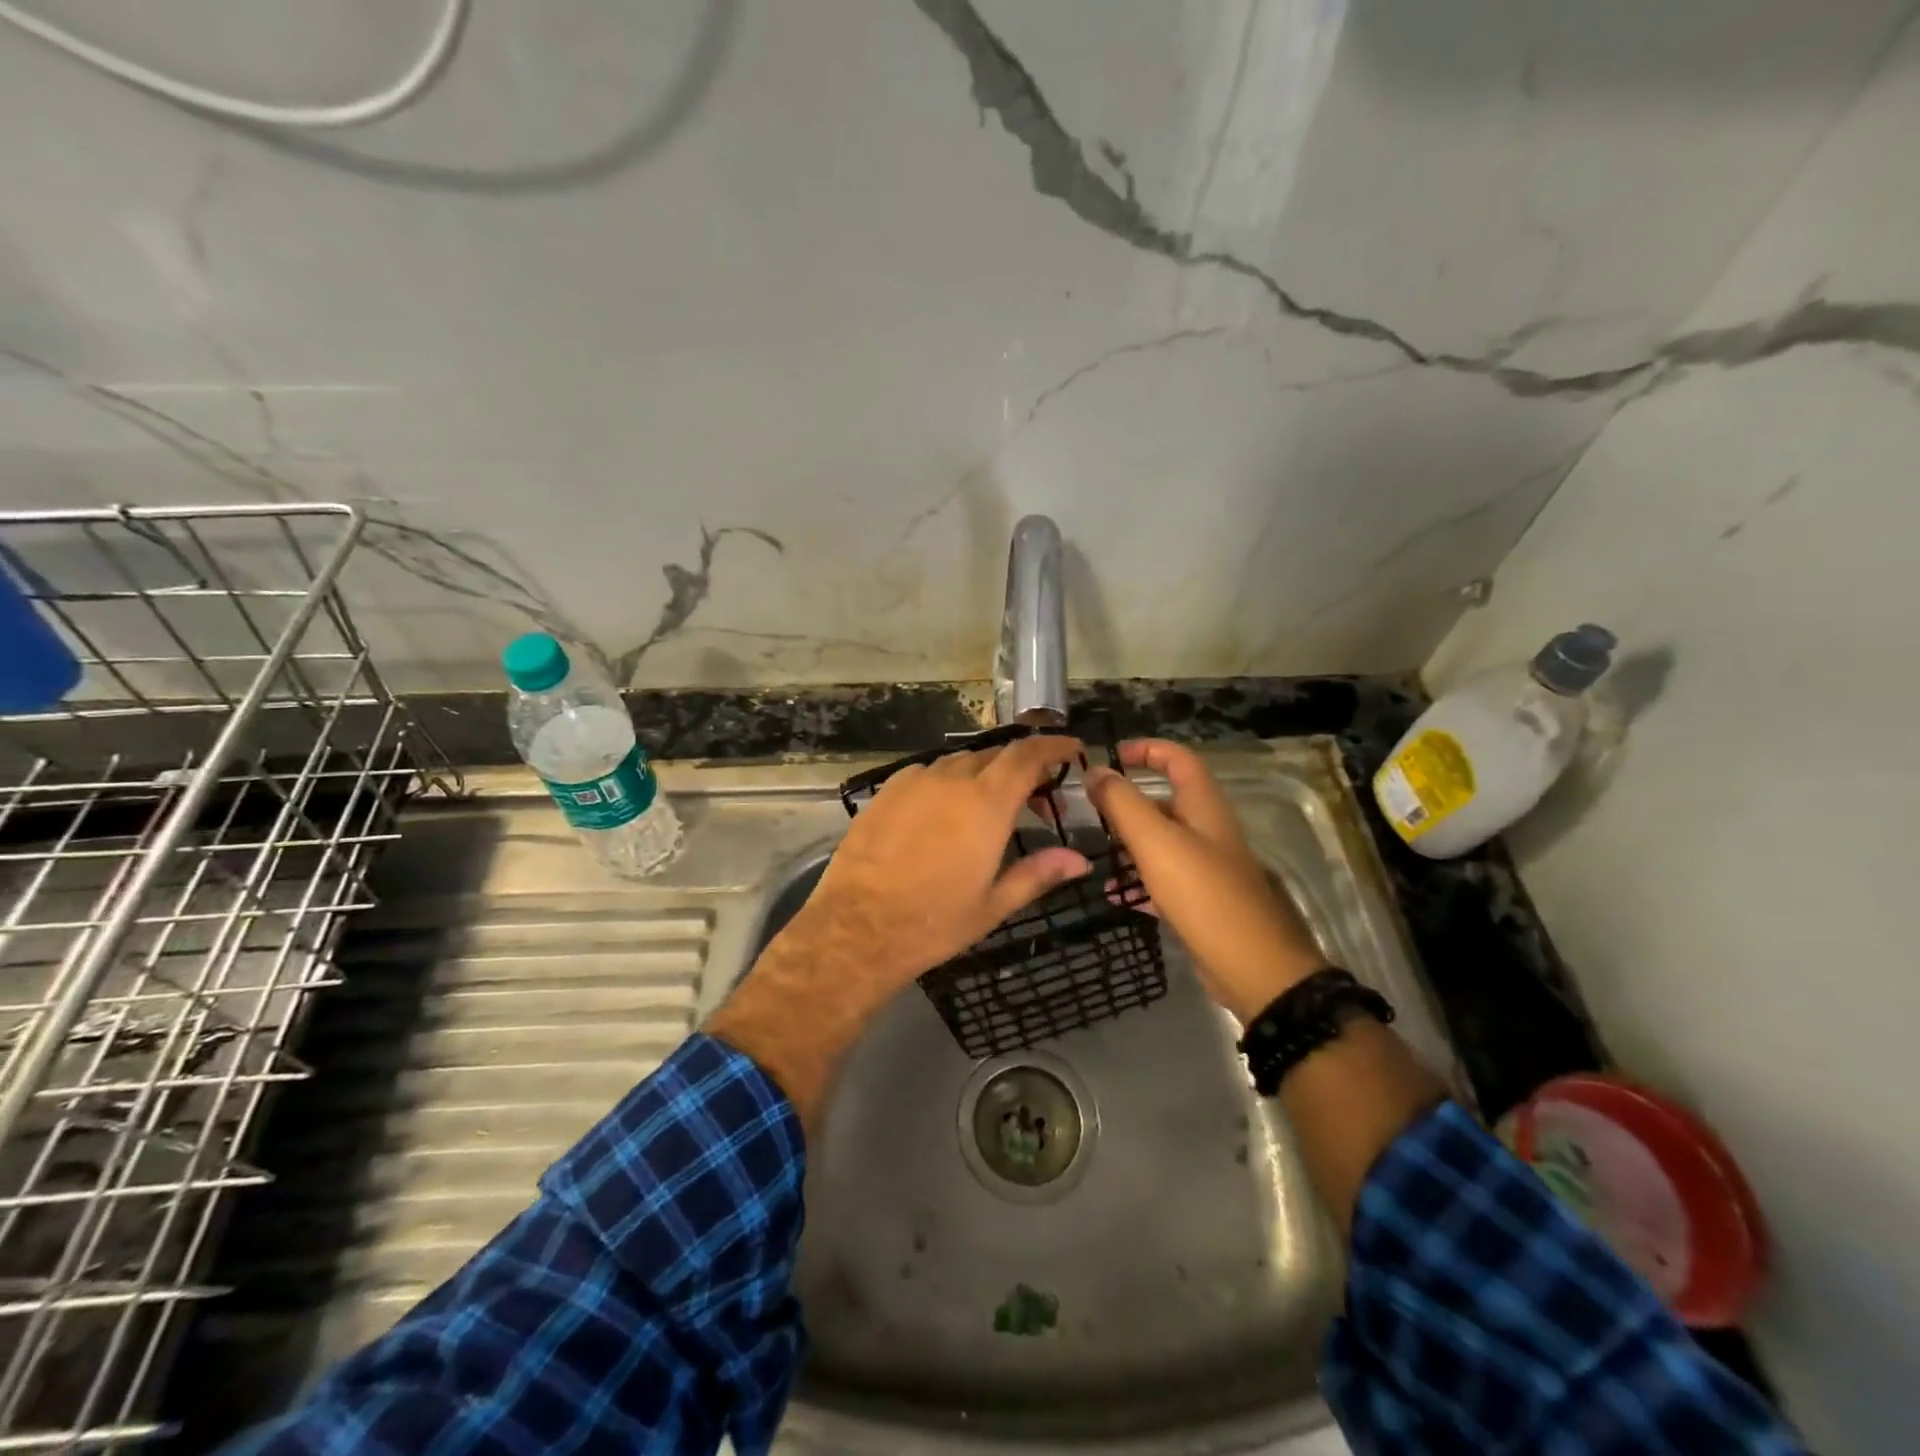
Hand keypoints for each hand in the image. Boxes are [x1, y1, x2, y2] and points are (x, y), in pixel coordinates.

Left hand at [707, 734, 1090, 1123]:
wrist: (857, 929)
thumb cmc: (933, 922)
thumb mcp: (993, 905)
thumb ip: (1039, 874)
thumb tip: (1080, 860)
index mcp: (986, 803)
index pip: (1027, 755)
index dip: (1052, 745)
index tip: (1071, 748)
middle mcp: (951, 780)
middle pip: (995, 755)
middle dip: (1021, 768)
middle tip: (1034, 799)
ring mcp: (914, 782)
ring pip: (959, 763)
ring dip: (983, 775)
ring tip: (989, 807)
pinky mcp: (886, 792)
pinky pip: (927, 773)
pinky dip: (948, 782)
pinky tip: (944, 812)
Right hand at [1085, 739, 1326, 1023]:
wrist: (1254, 969)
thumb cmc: (1204, 894)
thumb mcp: (1156, 842)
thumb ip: (1122, 804)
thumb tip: (1095, 770)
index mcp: (1203, 806)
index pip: (1177, 759)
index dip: (1146, 750)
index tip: (1109, 757)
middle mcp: (1208, 830)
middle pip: (1165, 801)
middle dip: (1127, 801)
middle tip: (1090, 811)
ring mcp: (1206, 867)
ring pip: (1161, 842)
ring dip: (1128, 843)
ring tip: (1093, 851)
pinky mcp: (1201, 901)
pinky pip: (1163, 879)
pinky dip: (1137, 881)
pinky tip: (1113, 894)